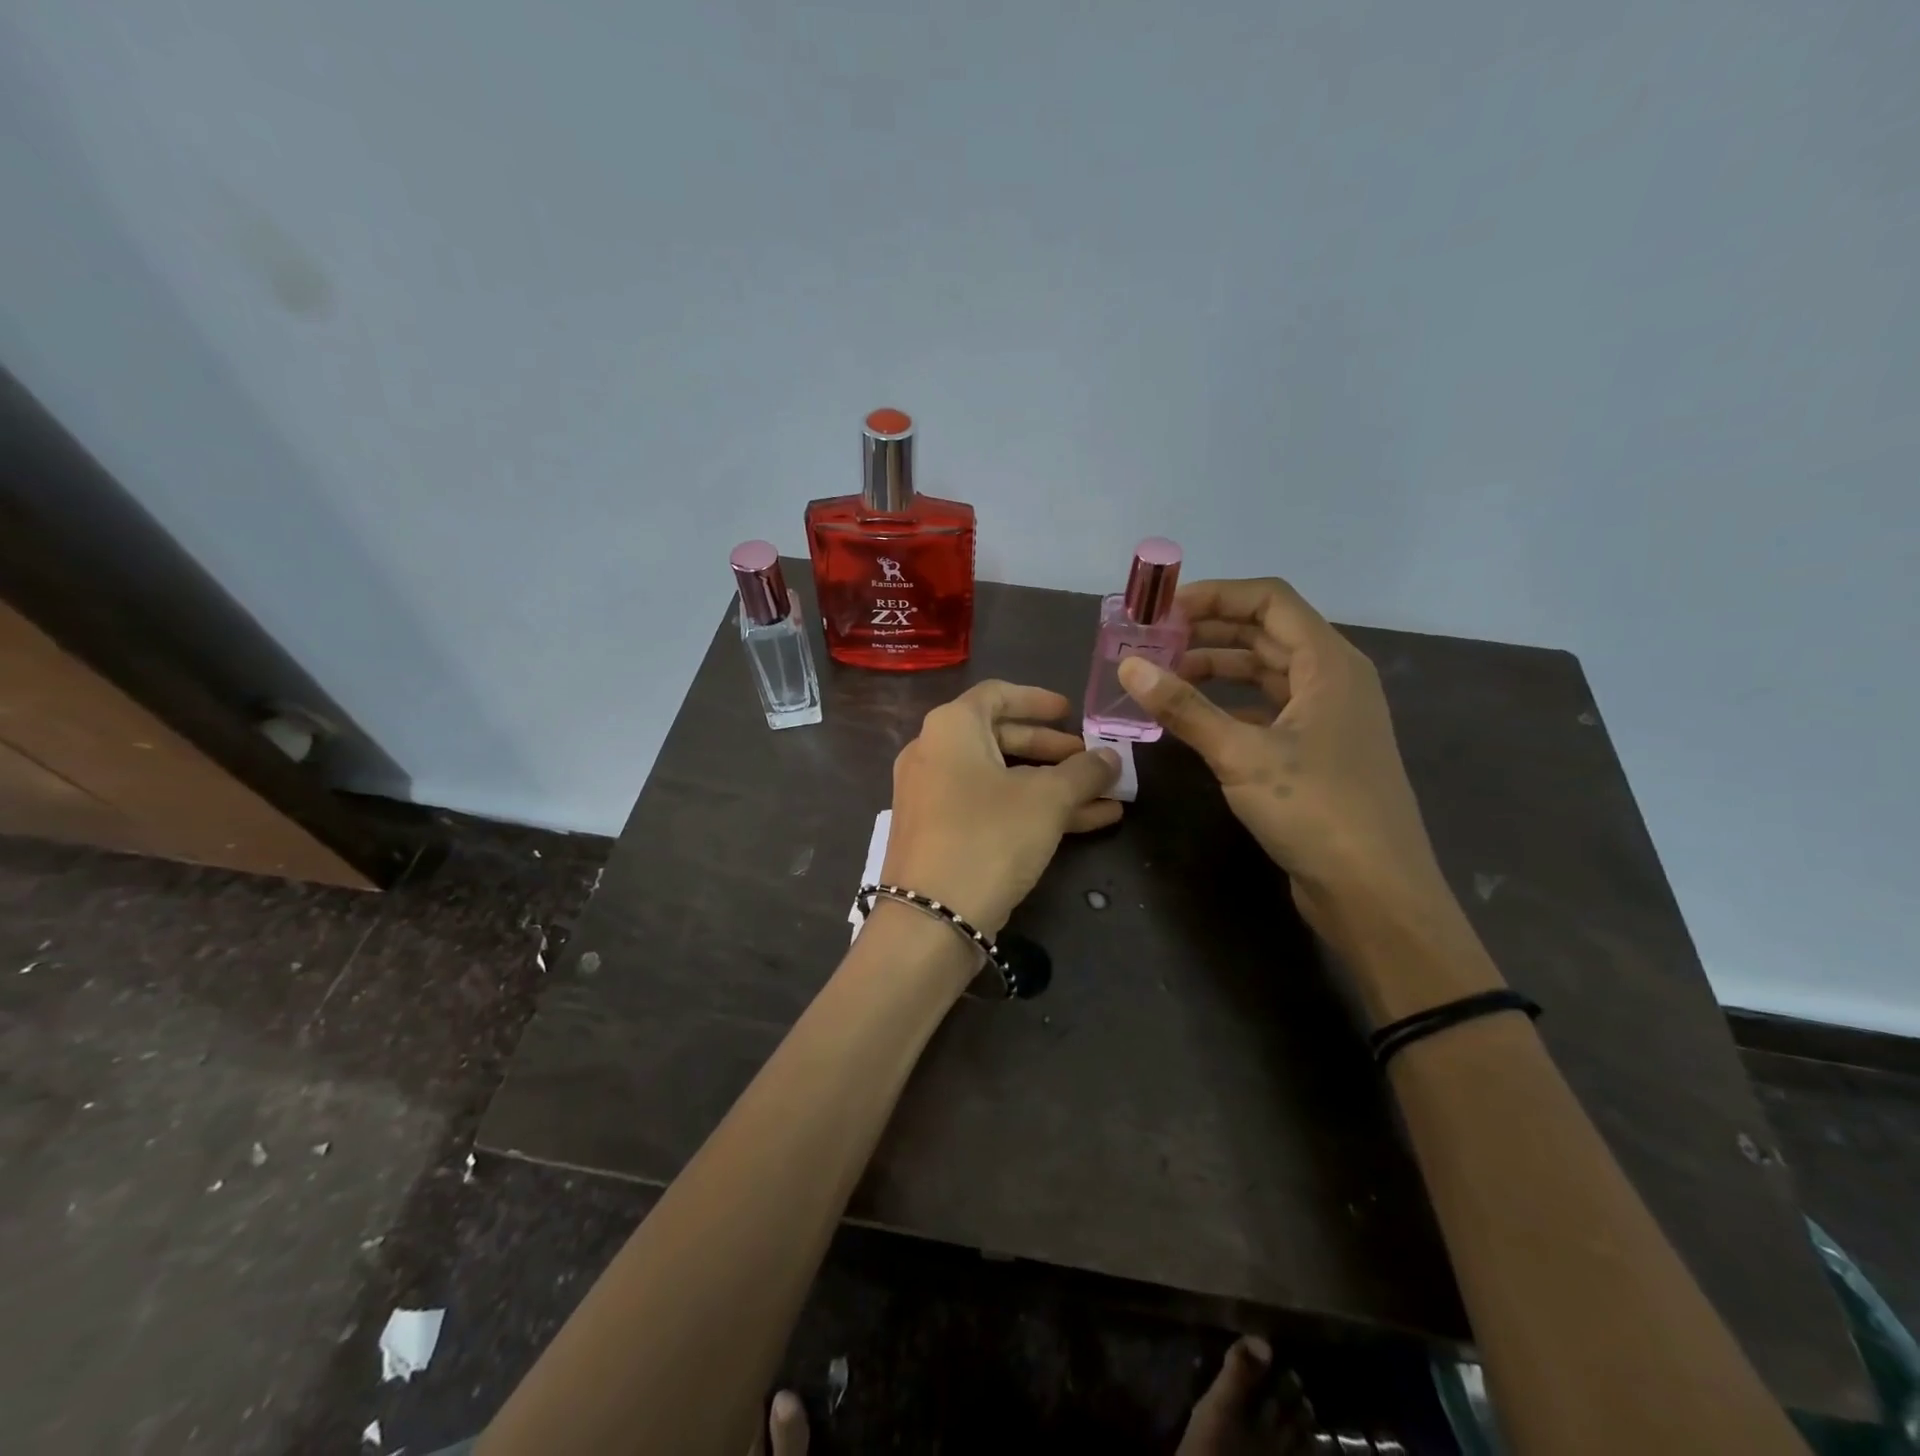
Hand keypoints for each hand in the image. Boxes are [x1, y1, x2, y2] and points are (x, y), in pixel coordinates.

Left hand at [882, 681, 1121, 936]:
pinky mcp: (940, 834)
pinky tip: (1087, 823)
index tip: (1071, 713)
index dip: (1038, 700)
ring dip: (1053, 786)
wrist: (930, 919)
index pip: (997, 694)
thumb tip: (1110, 757)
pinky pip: (991, 807)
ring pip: (1002, 779)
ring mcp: (933, 796)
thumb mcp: (1047, 800)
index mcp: (951, 728)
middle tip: (1093, 762)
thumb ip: (1083, 772)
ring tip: (1106, 797)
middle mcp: (934, 753)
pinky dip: (1032, 810)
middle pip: (1001, 738)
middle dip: (1054, 751)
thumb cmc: (989, 837)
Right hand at [1117, 577, 1451, 942]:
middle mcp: (1332, 680)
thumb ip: (1184, 708)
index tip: (1163, 611)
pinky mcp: (1316, 751)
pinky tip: (1192, 719)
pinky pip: (1266, 709)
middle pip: (1266, 634)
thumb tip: (1129, 667)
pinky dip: (1229, 705)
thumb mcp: (1241, 754)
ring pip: (1265, 673)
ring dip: (1216, 669)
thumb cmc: (1316, 810)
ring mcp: (1326, 717)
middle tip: (1152, 643)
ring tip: (1162, 677)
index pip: (1269, 602)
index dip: (1215, 596)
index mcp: (1328, 664)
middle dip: (1208, 632)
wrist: (1374, 891)